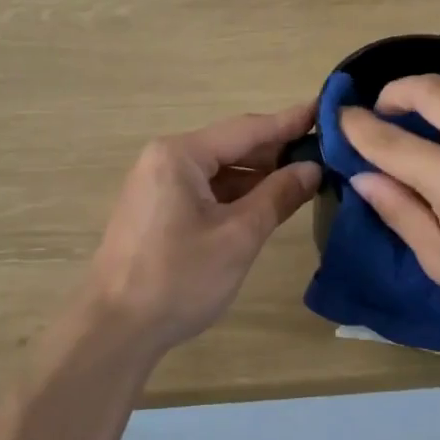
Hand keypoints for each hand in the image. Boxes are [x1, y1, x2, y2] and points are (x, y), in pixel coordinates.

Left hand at [83, 101, 320, 354]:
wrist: (115, 330)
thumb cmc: (178, 278)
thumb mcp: (237, 237)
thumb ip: (277, 196)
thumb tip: (311, 168)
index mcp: (180, 155)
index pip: (246, 129)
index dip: (289, 122)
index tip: (325, 109)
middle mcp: (165, 159)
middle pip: (230, 146)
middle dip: (276, 150)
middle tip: (325, 150)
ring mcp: (157, 185)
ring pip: (218, 171)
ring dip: (258, 175)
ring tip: (305, 176)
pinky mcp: (157, 210)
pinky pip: (204, 190)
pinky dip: (236, 194)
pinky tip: (266, 202)